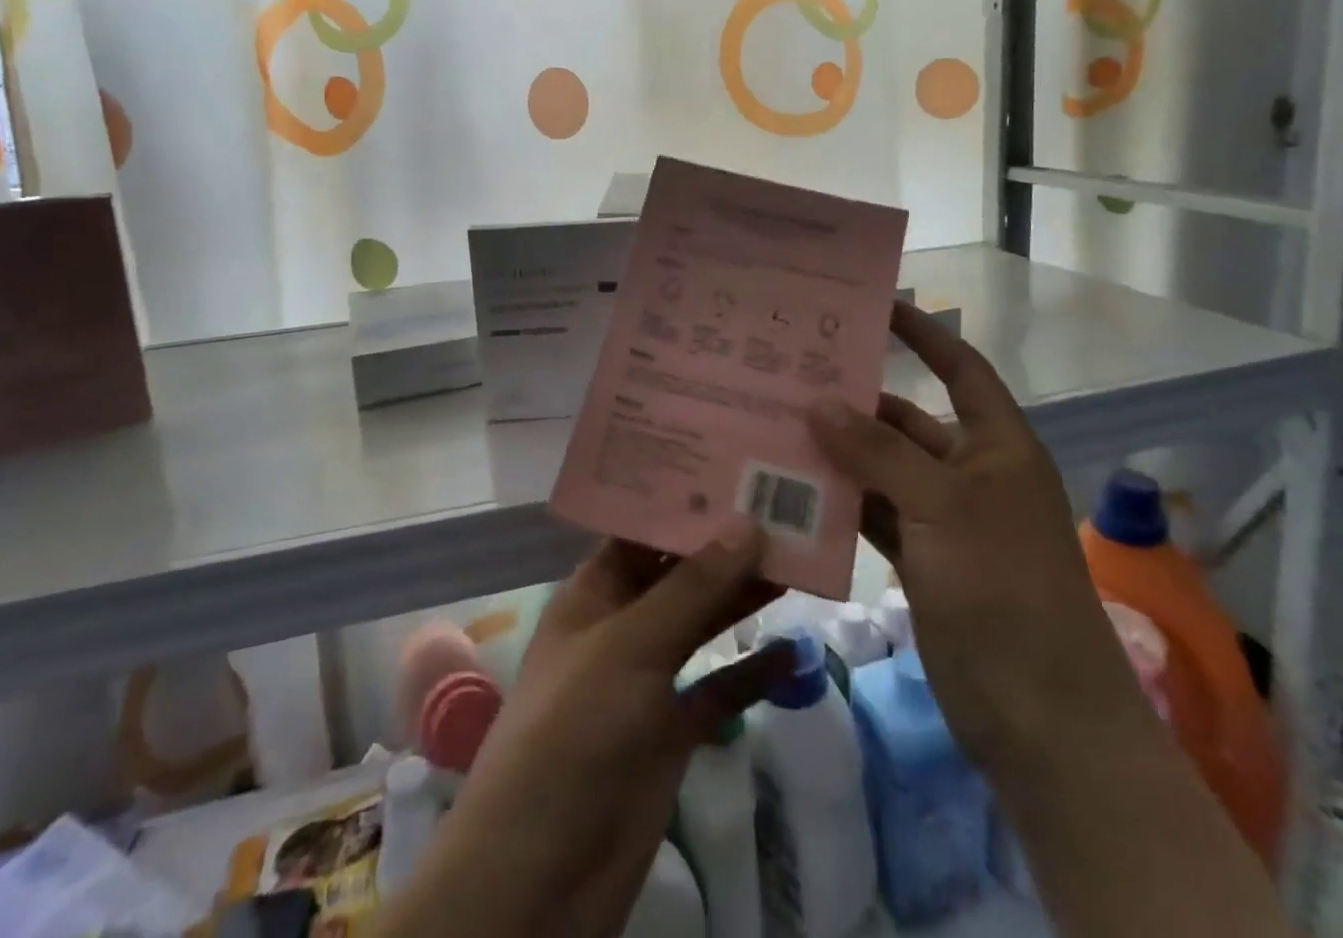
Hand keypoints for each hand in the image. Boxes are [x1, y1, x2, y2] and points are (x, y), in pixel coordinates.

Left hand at [380, 528, 790, 937]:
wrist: (543, 875)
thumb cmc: (573, 732)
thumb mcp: (630, 646)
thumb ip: (692, 588)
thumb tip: (748, 522)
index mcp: (594, 591)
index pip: (642, 529)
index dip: (684, 499)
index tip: (734, 466)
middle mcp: (621, 624)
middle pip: (680, 572)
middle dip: (725, 544)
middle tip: (783, 505)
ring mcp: (648, 678)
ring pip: (703, 623)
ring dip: (744, 597)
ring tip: (799, 559)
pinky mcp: (672, 729)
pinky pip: (718, 687)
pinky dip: (751, 671)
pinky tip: (793, 651)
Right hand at [809, 301, 1140, 773]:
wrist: (1042, 720)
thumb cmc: (1005, 590)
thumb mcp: (943, 508)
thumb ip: (879, 452)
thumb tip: (819, 402)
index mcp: (997, 445)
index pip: (960, 368)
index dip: (924, 334)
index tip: (874, 306)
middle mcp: (969, 473)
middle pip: (907, 421)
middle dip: (856, 401)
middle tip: (792, 375)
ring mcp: (943, 520)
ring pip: (882, 470)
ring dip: (839, 455)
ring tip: (775, 427)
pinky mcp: (921, 561)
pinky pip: (873, 515)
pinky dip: (840, 504)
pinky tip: (791, 491)